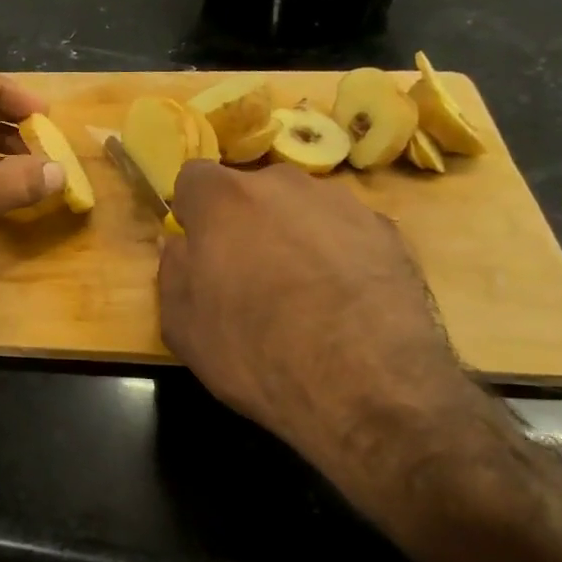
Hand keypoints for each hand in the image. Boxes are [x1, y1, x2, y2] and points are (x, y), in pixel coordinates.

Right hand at [158, 161, 479, 472]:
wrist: (369, 384)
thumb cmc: (256, 353)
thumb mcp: (183, 326)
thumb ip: (173, 272)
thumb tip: (180, 245)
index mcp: (225, 200)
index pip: (194, 177)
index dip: (192, 211)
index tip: (198, 247)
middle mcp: (284, 185)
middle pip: (252, 190)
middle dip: (244, 221)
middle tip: (249, 274)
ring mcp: (342, 203)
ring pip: (302, 208)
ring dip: (293, 234)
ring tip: (304, 291)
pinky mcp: (388, 231)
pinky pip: (346, 231)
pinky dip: (338, 253)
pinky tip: (344, 300)